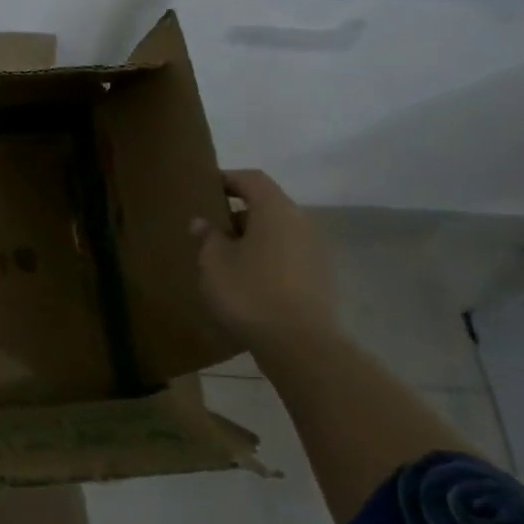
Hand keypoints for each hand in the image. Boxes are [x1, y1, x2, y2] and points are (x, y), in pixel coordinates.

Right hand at [191, 169, 340, 356]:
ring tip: (226, 256)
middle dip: (239, 212)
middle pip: (268, 204)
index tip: (205, 187)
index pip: (252, 179)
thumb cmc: (249, 292)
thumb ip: (207, 237)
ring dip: (254, 237)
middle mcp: (301, 223)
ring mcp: (316, 251)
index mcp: (275, 210)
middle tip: (211, 226)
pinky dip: (268, 257)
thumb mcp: (213, 262)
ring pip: (279, 231)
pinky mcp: (320, 277)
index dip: (228, 179)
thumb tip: (203, 222)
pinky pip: (288, 254)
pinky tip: (248, 278)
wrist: (299, 344)